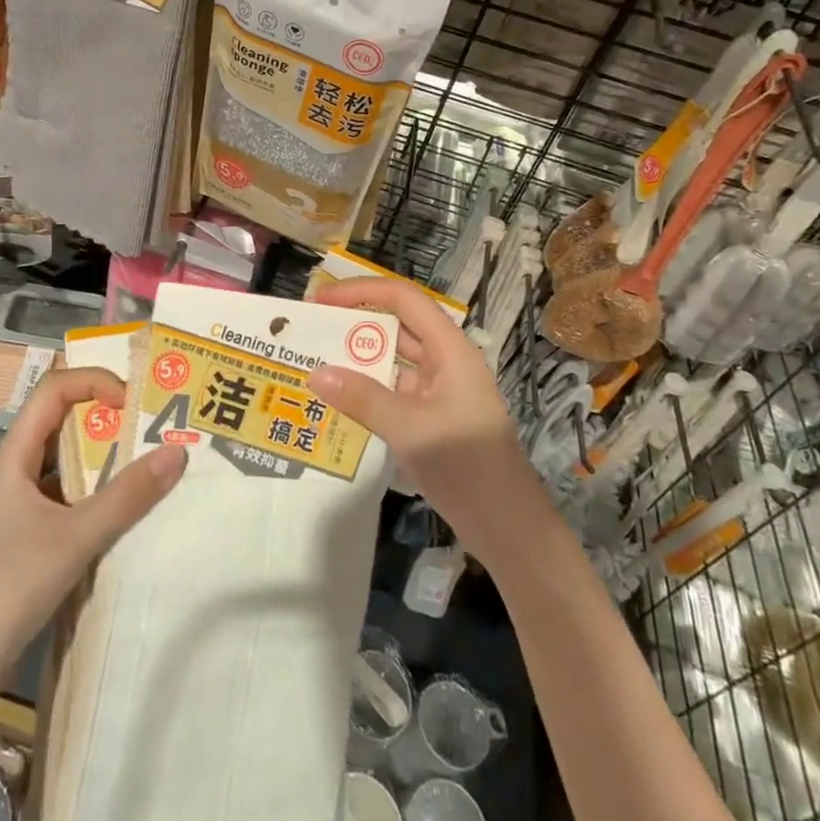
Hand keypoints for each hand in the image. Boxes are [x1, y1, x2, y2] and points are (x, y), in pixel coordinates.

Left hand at [0, 369, 184, 690]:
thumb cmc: (7, 588)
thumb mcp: (74, 537)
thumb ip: (127, 496)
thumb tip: (177, 452)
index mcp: (14, 457)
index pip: (54, 390)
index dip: (93, 382)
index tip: (132, 402)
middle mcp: (15, 472)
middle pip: (62, 422)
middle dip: (107, 417)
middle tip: (154, 426)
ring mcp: (19, 508)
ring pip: (66, 463)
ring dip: (105, 457)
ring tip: (149, 462)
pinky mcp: (26, 539)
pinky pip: (68, 498)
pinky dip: (97, 494)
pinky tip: (126, 512)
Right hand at [310, 278, 550, 568]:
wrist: (509, 529)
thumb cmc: (467, 466)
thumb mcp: (411, 429)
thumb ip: (362, 399)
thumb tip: (315, 373)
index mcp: (450, 350)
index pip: (403, 300)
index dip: (361, 291)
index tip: (320, 300)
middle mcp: (446, 362)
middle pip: (397, 327)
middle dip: (354, 324)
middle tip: (310, 331)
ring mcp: (440, 392)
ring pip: (393, 363)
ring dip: (358, 361)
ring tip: (314, 363)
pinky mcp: (433, 420)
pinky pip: (394, 394)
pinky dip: (367, 393)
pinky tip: (337, 404)